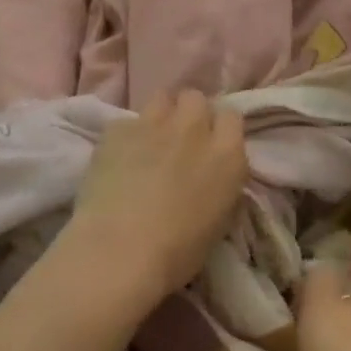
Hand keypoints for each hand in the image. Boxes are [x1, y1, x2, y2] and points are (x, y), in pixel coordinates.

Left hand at [67, 91, 250, 303]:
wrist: (120, 250)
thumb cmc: (177, 252)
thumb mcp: (218, 220)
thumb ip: (219, 183)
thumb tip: (208, 174)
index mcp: (227, 155)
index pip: (232, 117)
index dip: (220, 129)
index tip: (211, 144)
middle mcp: (194, 129)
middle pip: (196, 98)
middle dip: (189, 113)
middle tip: (180, 139)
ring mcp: (155, 123)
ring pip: (163, 98)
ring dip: (161, 114)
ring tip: (151, 140)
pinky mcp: (119, 128)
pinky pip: (127, 122)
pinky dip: (126, 137)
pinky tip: (119, 158)